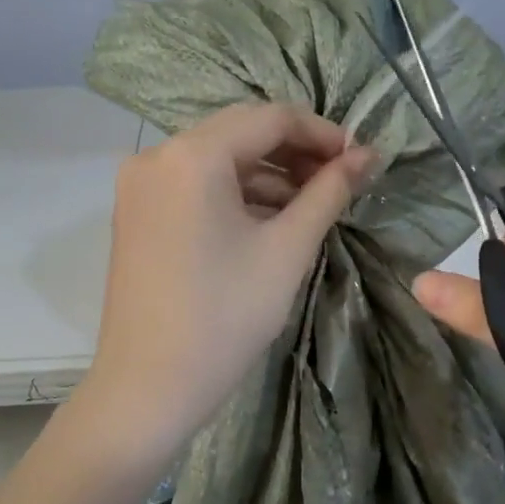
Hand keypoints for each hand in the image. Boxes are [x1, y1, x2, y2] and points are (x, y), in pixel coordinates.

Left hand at [82, 103, 377, 453]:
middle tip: (340, 183)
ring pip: (217, 162)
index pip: (270, 117)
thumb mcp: (287, 250)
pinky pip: (195, 187)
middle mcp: (156, 156)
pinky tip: (269, 222)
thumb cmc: (226, 316)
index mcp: (192, 155)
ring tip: (311, 207)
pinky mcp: (136, 215)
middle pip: (240, 134)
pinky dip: (234, 196)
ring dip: (267, 176)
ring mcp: (139, 187)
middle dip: (295, 153)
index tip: (360, 161)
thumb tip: (368, 156)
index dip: (322, 133)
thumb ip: (328, 192)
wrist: (150, 386)